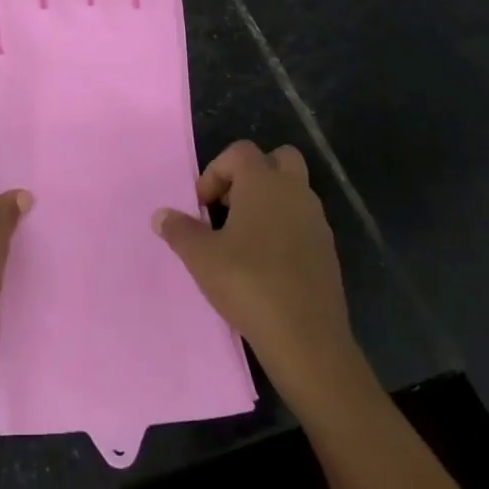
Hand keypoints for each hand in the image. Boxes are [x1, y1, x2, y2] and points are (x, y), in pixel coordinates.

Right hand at [152, 140, 360, 399]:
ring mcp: (316, 221)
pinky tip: (264, 263)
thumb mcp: (200, 257)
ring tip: (241, 239)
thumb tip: (161, 215)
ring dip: (267, 203)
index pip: (240, 151)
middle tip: (227, 208)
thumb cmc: (247, 283)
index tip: (201, 207)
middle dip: (250, 176)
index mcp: (264, 183)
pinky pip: (302, 222)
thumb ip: (179, 230)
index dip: (215, 172)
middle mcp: (295, 192)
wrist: (305, 337)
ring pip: (292, 192)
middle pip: (277, 159)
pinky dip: (283, 229)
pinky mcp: (327, 250)